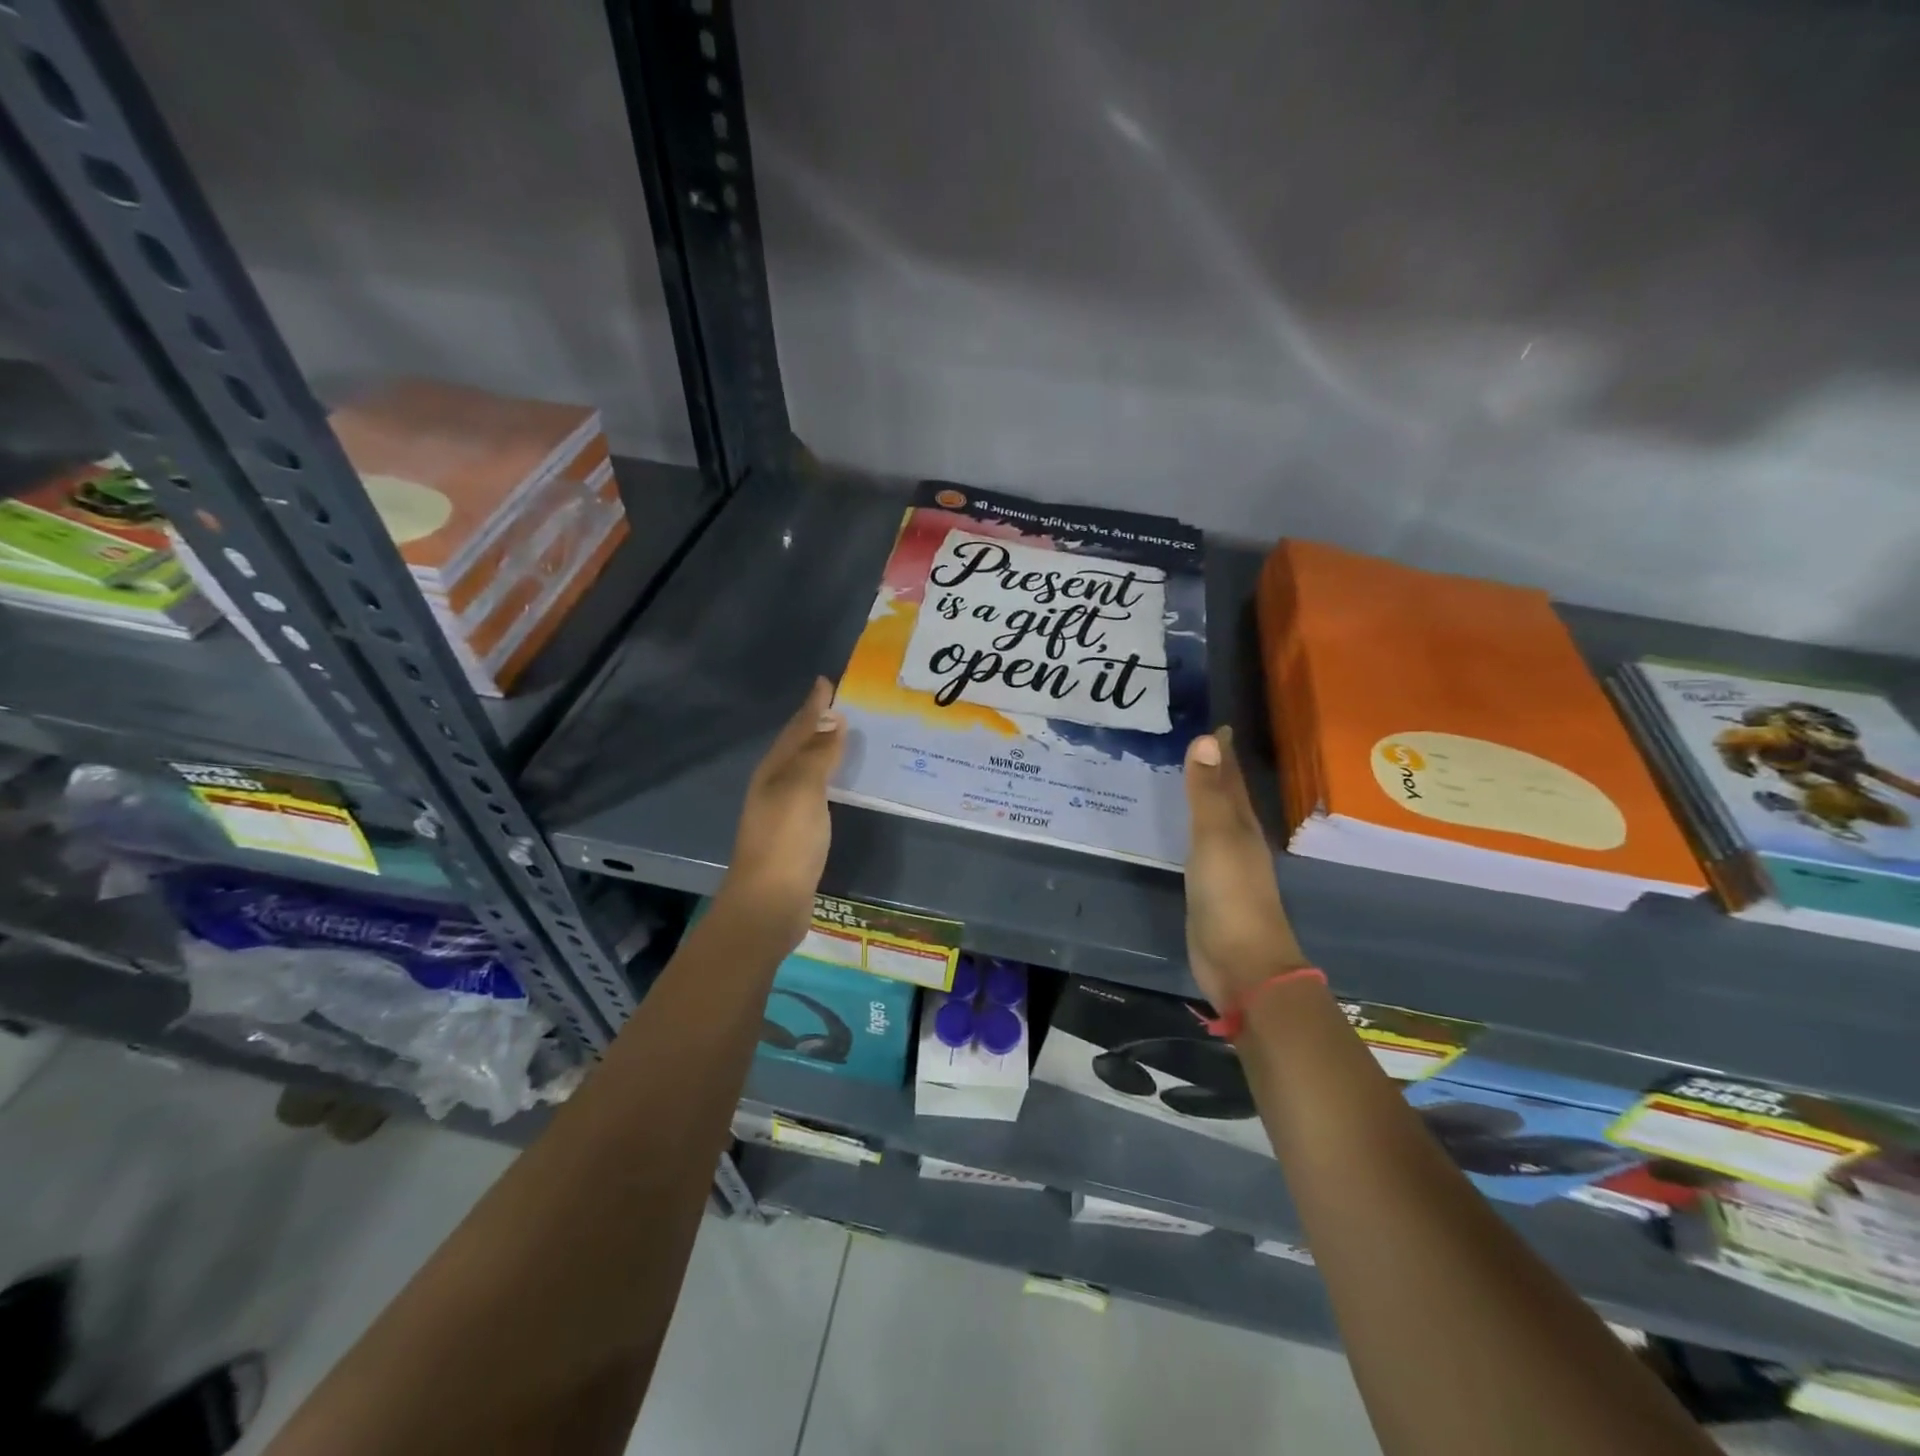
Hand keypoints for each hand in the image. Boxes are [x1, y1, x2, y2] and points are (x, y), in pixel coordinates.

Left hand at [718, 677, 845, 949]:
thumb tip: (833, 718)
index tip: (828, 682)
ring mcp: (783, 811)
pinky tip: (840, 782)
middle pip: (797, 746)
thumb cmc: (787, 841)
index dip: (812, 706)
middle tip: (843, 705)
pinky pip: (815, 792)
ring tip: (847, 735)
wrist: (769, 903)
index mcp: (773, 771)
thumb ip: (818, 754)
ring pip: (806, 768)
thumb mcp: (803, 790)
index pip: (797, 728)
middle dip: (816, 723)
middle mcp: (774, 786)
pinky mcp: (796, 833)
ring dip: (823, 750)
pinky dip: (828, 778)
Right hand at [1183, 726, 1307, 1009]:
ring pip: (1213, 821)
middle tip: (1196, 743)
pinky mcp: (1209, 890)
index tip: (1215, 724)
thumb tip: (1206, 738)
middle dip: (1215, 770)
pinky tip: (1180, 830)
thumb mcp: (1216, 838)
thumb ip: (1207, 792)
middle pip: (1227, 797)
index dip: (1223, 752)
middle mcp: (1237, 840)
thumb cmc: (1230, 896)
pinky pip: (1198, 847)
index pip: (1231, 778)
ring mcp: (1225, 867)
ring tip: (1184, 777)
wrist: (1241, 963)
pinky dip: (1190, 830)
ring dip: (1202, 799)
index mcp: (1242, 824)